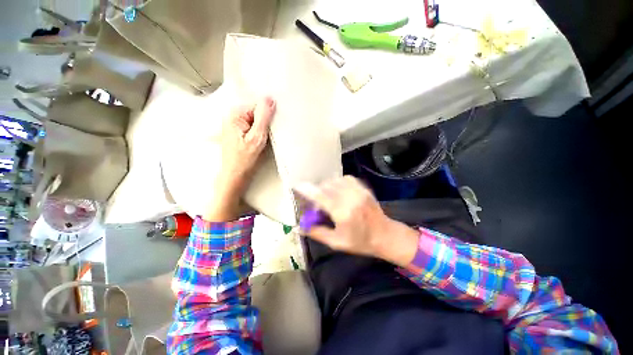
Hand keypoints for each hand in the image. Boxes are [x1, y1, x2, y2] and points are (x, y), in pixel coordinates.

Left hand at [203, 97, 275, 220]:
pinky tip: (262, 140)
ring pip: (256, 120)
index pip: (258, 106)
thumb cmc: (245, 159)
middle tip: (270, 134)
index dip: (268, 115)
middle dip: (266, 122)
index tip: (274, 126)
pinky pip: (253, 127)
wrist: (235, 175)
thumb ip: (263, 117)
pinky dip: (260, 132)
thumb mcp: (257, 137)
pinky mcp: (238, 132)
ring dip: (264, 128)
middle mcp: (233, 116)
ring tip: (266, 139)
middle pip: (256, 112)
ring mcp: (235, 125)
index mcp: (235, 114)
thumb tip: (270, 98)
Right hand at [295, 176, 418, 266]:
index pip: (321, 196)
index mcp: (343, 213)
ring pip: (335, 180)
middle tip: (317, 203)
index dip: (307, 190)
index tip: (297, 186)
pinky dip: (338, 182)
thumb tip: (300, 227)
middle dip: (317, 191)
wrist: (385, 235)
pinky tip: (338, 191)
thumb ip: (317, 233)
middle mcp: (350, 198)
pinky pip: (346, 178)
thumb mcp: (337, 242)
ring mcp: (359, 191)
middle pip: (326, 186)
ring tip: (327, 197)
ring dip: (327, 186)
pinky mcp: (364, 188)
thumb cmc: (360, 242)